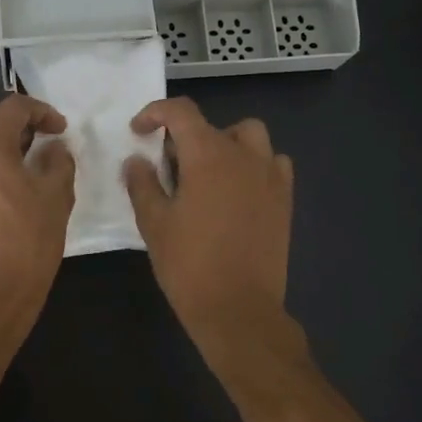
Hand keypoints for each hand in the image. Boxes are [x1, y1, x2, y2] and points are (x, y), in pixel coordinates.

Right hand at [123, 97, 292, 340]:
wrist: (238, 309)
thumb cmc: (189, 265)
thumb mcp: (154, 223)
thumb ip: (143, 184)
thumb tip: (137, 160)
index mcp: (208, 155)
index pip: (181, 112)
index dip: (155, 113)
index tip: (138, 132)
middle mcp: (244, 156)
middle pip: (214, 125)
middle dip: (187, 137)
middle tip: (170, 167)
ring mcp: (270, 177)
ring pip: (251, 137)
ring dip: (226, 144)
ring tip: (208, 173)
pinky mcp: (284, 200)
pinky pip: (274, 164)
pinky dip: (255, 165)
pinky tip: (238, 190)